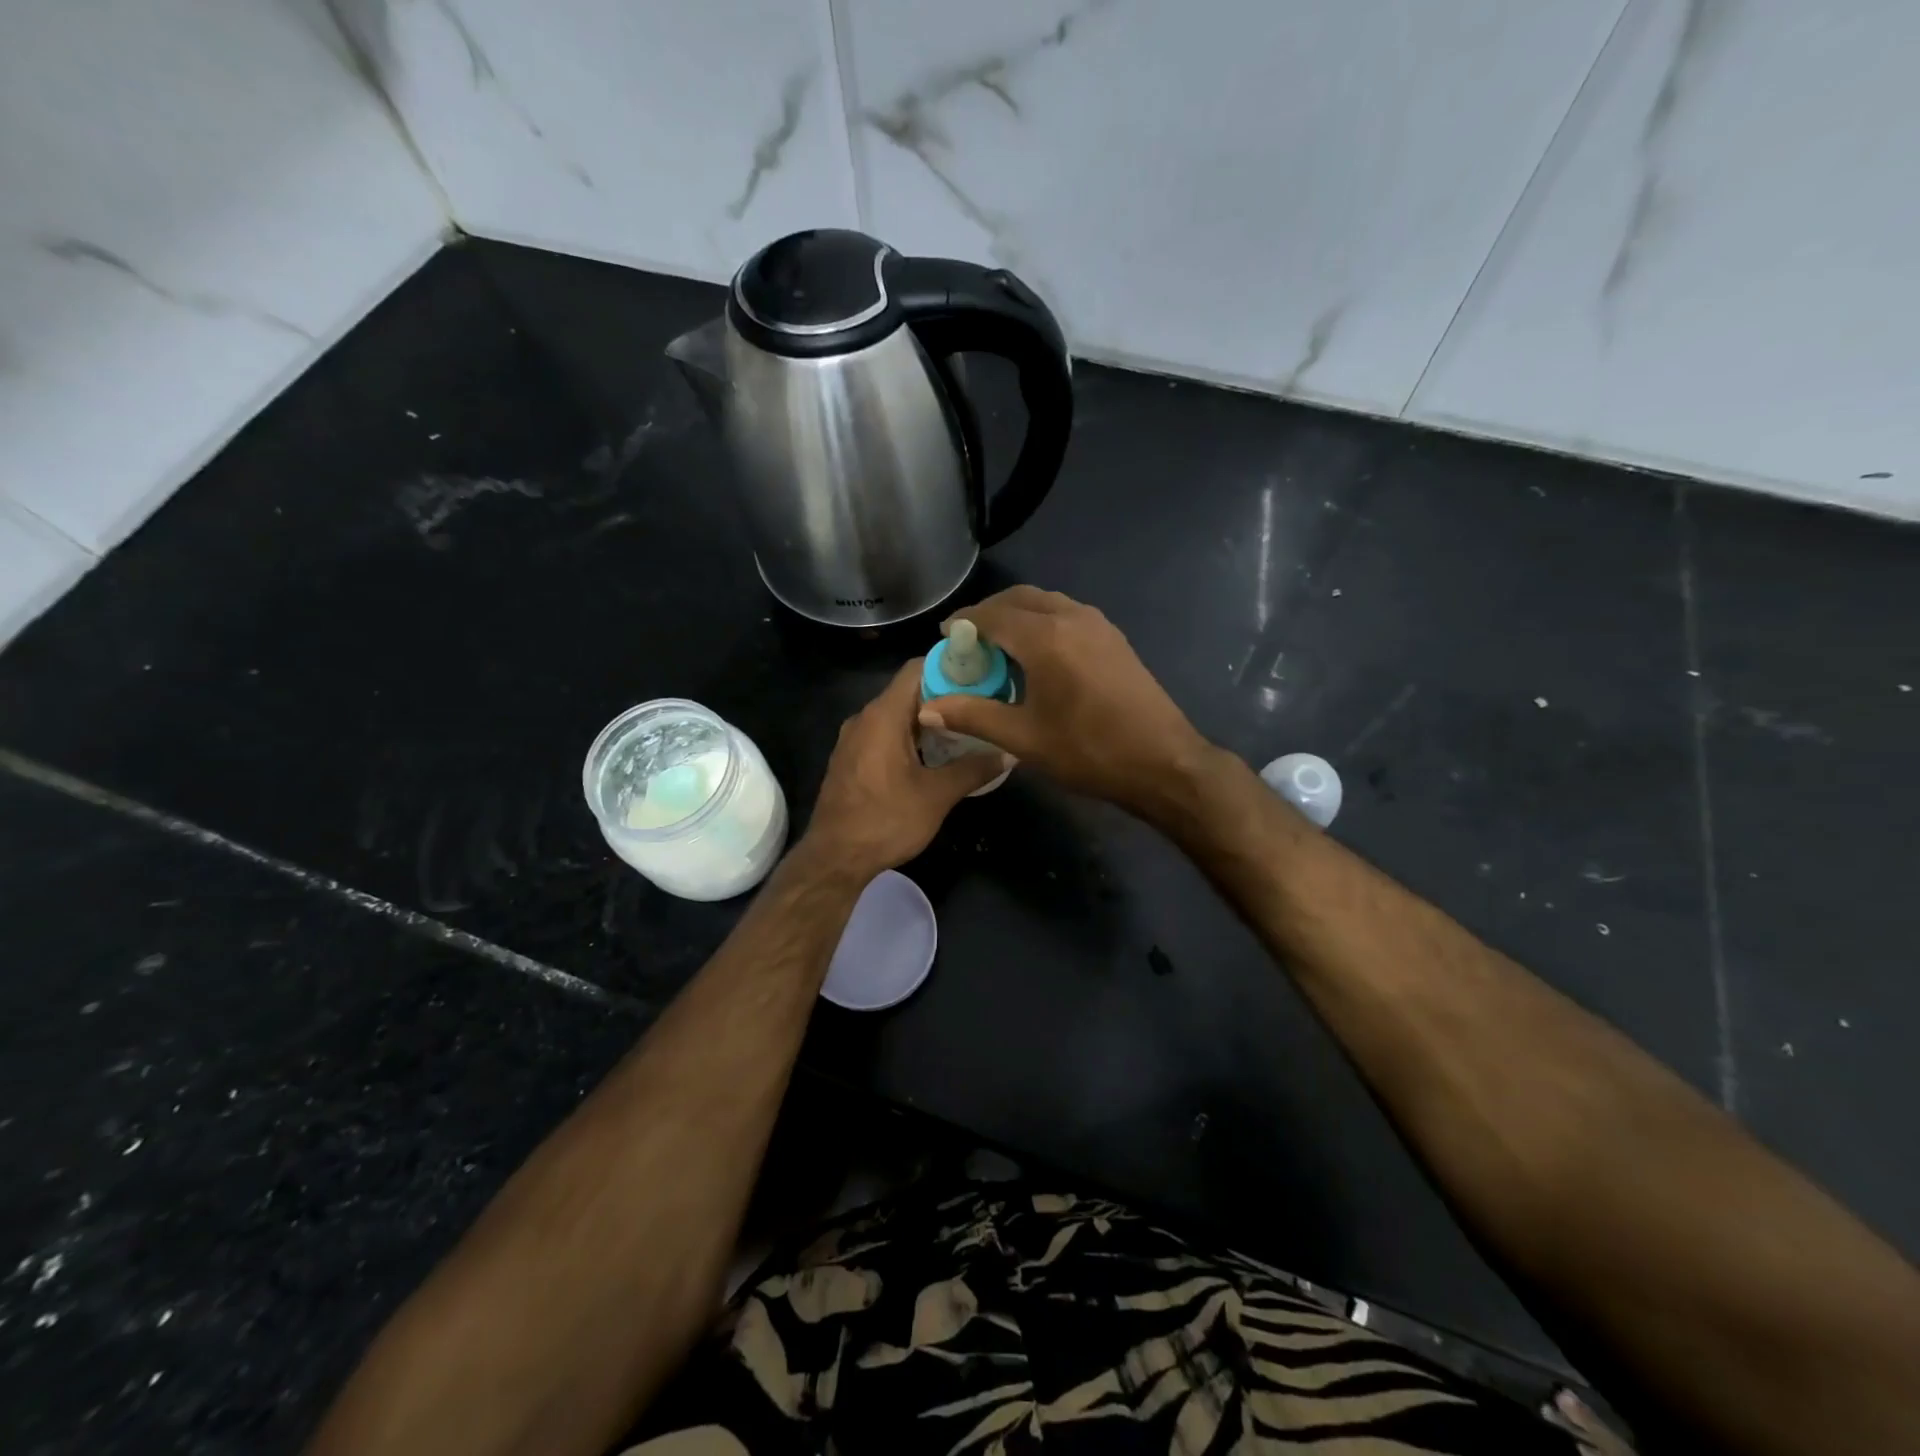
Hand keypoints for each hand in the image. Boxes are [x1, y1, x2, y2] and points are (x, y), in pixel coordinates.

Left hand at [803, 660, 1009, 878]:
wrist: (834, 859)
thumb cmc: (886, 821)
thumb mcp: (937, 796)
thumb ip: (974, 769)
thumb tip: (1008, 753)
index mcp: (883, 715)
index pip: (918, 668)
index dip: (951, 667)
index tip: (982, 676)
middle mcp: (865, 718)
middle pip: (909, 691)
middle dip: (946, 696)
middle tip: (982, 706)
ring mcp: (854, 739)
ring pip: (897, 714)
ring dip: (929, 720)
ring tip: (966, 731)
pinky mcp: (851, 758)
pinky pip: (884, 734)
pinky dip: (910, 737)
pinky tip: (935, 757)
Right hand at [919, 586, 1213, 822]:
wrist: (1162, 762)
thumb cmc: (1089, 750)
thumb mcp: (1024, 738)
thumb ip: (973, 715)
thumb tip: (927, 708)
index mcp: (1046, 637)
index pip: (992, 615)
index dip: (963, 622)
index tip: (944, 637)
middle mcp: (1071, 617)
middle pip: (1019, 598)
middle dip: (989, 613)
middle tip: (968, 640)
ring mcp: (1098, 624)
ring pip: (1046, 603)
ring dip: (1017, 614)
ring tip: (999, 646)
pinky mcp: (1113, 638)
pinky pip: (1067, 614)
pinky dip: (1042, 622)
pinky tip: (1037, 654)